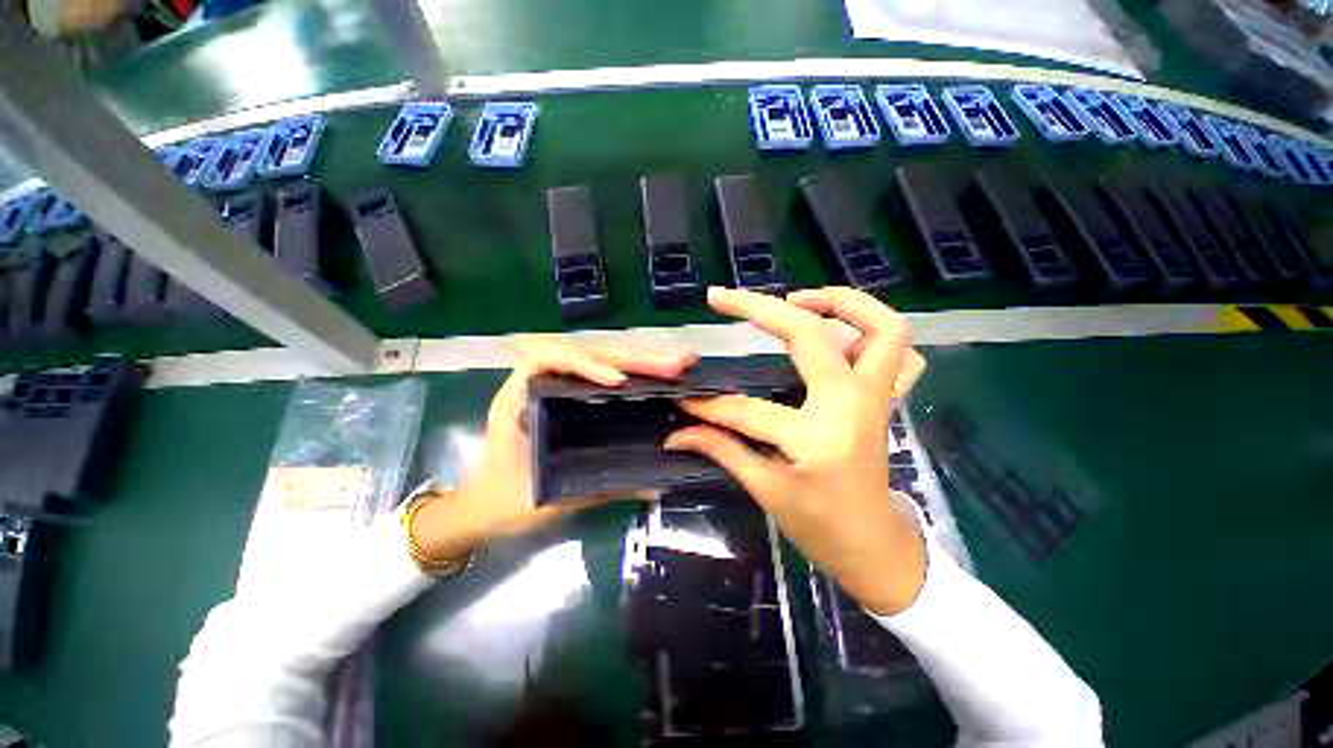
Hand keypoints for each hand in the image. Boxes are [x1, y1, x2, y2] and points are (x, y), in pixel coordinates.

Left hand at [412, 338, 697, 561]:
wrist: (483, 507)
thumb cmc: (503, 500)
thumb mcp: (547, 494)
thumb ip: (595, 487)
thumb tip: (653, 485)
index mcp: (519, 396)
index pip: (548, 359)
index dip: (585, 363)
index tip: (619, 382)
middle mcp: (540, 381)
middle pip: (588, 352)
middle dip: (635, 357)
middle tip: (678, 362)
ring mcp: (559, 385)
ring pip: (602, 358)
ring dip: (642, 358)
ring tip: (678, 362)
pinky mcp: (574, 394)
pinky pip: (605, 372)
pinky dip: (635, 370)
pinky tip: (660, 372)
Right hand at [665, 287, 928, 614]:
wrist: (874, 545)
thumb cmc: (819, 526)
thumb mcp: (765, 490)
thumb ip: (720, 449)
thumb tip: (675, 432)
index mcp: (817, 437)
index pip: (747, 408)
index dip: (710, 404)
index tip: (684, 398)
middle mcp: (851, 405)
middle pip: (810, 335)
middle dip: (760, 308)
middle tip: (726, 299)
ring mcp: (876, 397)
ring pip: (881, 328)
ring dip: (839, 302)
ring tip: (795, 299)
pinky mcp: (886, 398)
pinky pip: (900, 353)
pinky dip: (873, 332)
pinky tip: (838, 334)